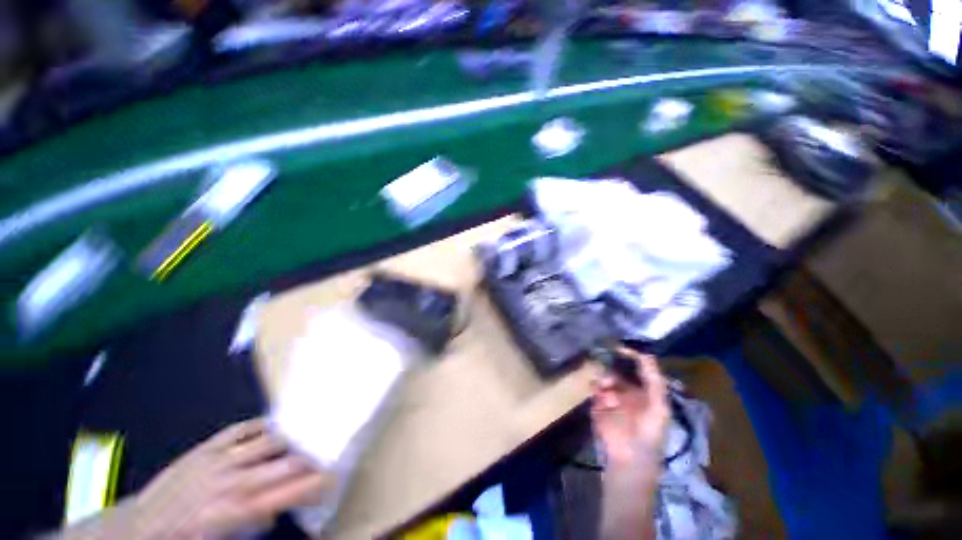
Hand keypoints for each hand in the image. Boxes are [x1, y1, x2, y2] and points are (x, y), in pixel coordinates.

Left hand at [130, 418, 329, 539]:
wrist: (140, 527)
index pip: (287, 493)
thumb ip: (254, 525)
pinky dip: (262, 427)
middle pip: (286, 463)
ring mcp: (219, 459)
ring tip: (300, 443)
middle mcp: (232, 481)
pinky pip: (243, 428)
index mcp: (236, 511)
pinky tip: (271, 429)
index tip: (330, 478)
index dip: (313, 484)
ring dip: (290, 442)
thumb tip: (276, 509)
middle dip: (310, 461)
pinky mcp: (207, 446)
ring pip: (270, 441)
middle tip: (320, 461)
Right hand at [591, 349, 669, 468]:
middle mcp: (627, 388)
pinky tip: (600, 396)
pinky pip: (594, 388)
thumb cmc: (649, 433)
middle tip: (610, 367)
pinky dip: (595, 387)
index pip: (638, 366)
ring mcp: (611, 395)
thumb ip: (654, 381)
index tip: (619, 347)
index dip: (631, 355)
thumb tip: (646, 353)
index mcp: (645, 389)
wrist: (628, 458)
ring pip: (605, 376)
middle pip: (617, 368)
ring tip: (606, 390)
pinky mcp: (597, 402)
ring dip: (605, 379)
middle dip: (612, 365)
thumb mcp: (659, 407)